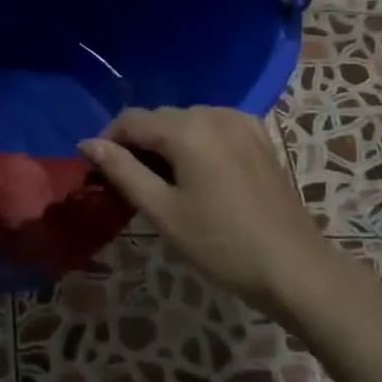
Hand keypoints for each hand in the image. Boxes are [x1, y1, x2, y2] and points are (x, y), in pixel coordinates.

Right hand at [80, 106, 334, 314]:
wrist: (293, 267)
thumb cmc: (220, 243)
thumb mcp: (162, 211)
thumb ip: (122, 171)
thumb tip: (88, 143)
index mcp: (187, 129)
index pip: (131, 119)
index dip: (107, 140)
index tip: (97, 171)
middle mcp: (214, 114)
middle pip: (159, 117)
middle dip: (137, 143)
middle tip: (127, 183)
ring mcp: (242, 123)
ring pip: (187, 121)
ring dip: (166, 143)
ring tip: (161, 181)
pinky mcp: (260, 138)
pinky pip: (214, 127)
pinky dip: (196, 142)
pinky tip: (197, 172)